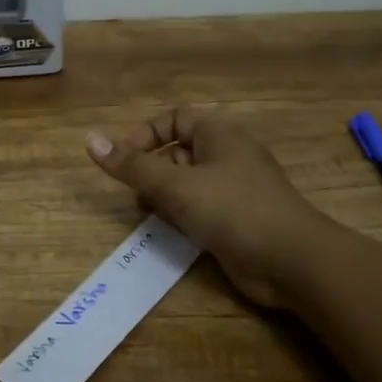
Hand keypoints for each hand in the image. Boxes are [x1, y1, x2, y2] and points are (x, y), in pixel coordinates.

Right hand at [86, 108, 322, 307]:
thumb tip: (90, 141)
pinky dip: (182, 217)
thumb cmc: (233, 209)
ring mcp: (234, 189)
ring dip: (164, 197)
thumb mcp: (175, 185)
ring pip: (187, 183)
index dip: (145, 135)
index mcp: (218, 134)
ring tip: (151, 214)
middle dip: (151, 171)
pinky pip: (200, 208)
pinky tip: (172, 233)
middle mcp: (227, 156)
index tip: (123, 161)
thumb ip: (132, 166)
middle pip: (177, 151)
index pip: (173, 119)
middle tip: (137, 194)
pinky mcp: (237, 219)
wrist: (292, 261)